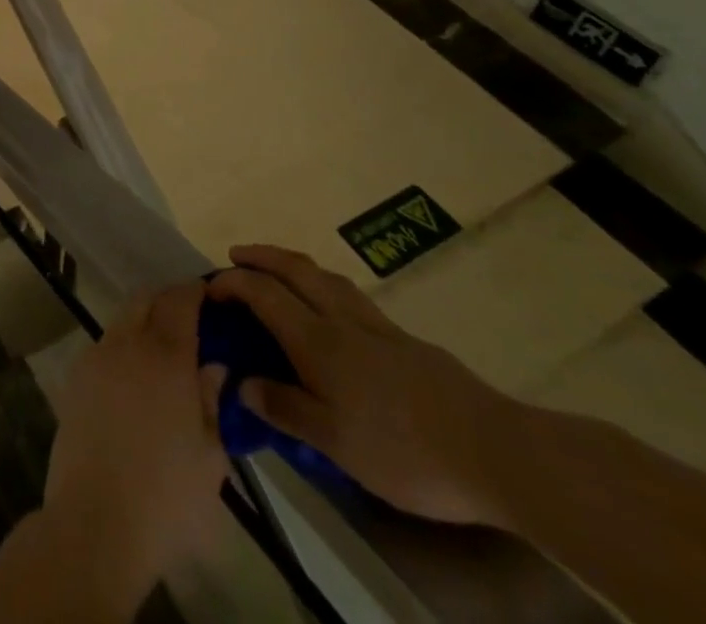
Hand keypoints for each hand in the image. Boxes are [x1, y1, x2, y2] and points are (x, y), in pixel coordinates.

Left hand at [41, 284, 230, 594]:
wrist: (95, 522)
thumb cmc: (166, 497)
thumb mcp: (209, 456)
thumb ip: (211, 401)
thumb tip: (213, 366)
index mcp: (166, 356)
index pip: (180, 300)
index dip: (194, 290)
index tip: (209, 292)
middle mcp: (127, 343)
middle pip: (145, 299)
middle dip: (166, 300)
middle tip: (188, 319)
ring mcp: (96, 357)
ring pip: (122, 320)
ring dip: (142, 322)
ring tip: (162, 351)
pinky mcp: (75, 377)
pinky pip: (104, 346)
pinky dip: (123, 347)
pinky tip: (134, 379)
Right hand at [208, 245, 526, 526]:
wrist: (495, 452)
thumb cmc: (403, 450)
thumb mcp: (334, 442)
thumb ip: (285, 409)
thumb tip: (241, 384)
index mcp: (318, 340)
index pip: (263, 294)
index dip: (232, 284)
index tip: (210, 289)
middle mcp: (342, 320)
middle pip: (296, 269)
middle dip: (262, 256)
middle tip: (237, 254)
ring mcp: (378, 327)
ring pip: (327, 277)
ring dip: (295, 264)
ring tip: (280, 271)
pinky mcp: (407, 342)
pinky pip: (352, 297)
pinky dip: (326, 288)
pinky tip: (334, 313)